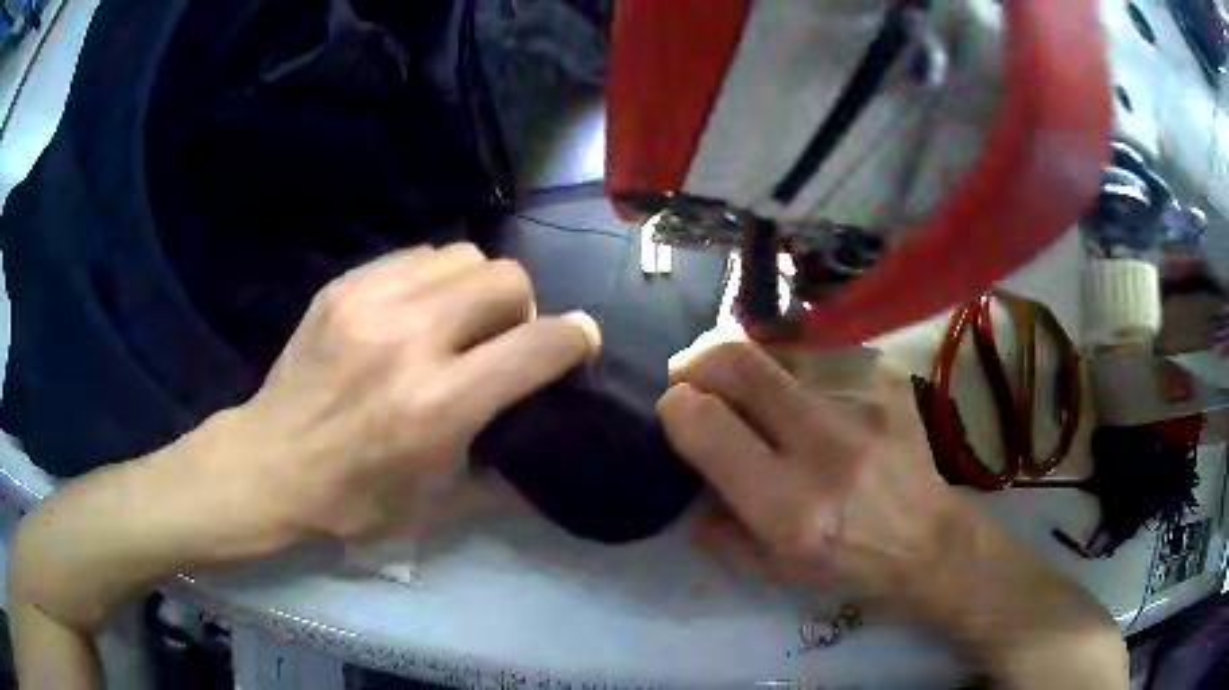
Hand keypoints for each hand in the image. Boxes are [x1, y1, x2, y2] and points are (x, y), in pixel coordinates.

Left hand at [203, 243, 599, 543]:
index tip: (580, 342)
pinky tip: (414, 313)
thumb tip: (541, 423)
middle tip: (501, 341)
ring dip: (476, 289)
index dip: (576, 338)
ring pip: (464, 255)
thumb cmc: (355, 499)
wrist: (270, 463)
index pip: (538, 345)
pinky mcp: (343, 286)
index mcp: (438, 406)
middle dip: (523, 308)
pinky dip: (433, 280)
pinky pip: (416, 257)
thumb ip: (502, 460)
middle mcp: (409, 339)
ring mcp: (371, 303)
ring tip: (456, 322)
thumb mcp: (439, 504)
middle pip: (506, 279)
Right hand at [657, 341, 957, 603]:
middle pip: (738, 361)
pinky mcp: (885, 375)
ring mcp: (863, 400)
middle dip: (698, 358)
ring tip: (751, 383)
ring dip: (746, 358)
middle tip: (693, 373)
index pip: (707, 425)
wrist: (928, 539)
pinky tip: (802, 388)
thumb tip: (686, 455)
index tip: (676, 409)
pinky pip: (816, 349)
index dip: (676, 406)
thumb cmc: (846, 563)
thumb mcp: (767, 569)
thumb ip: (713, 522)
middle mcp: (828, 444)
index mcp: (790, 507)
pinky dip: (791, 362)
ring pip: (775, 345)